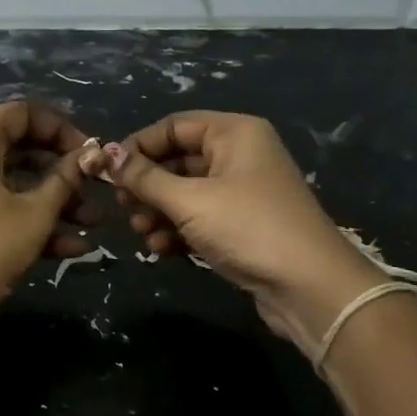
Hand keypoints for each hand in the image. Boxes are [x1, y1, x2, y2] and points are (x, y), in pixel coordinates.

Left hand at [0, 101, 104, 320]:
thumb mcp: (35, 212)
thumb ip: (65, 180)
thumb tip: (90, 157)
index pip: (22, 114)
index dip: (61, 130)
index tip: (89, 155)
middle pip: (18, 150)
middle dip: (62, 174)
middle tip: (95, 191)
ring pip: (11, 184)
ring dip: (52, 203)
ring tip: (92, 225)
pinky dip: (27, 221)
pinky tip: (71, 248)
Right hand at [105, 112, 384, 346]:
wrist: (311, 289)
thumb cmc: (248, 228)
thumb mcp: (189, 200)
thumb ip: (144, 177)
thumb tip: (106, 155)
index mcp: (234, 133)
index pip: (173, 126)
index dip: (138, 146)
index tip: (109, 173)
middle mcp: (239, 155)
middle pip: (177, 160)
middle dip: (147, 186)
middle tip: (125, 208)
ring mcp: (242, 191)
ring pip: (184, 192)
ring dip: (158, 212)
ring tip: (143, 234)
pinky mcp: (242, 225)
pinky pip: (198, 217)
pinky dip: (177, 229)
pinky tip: (162, 249)